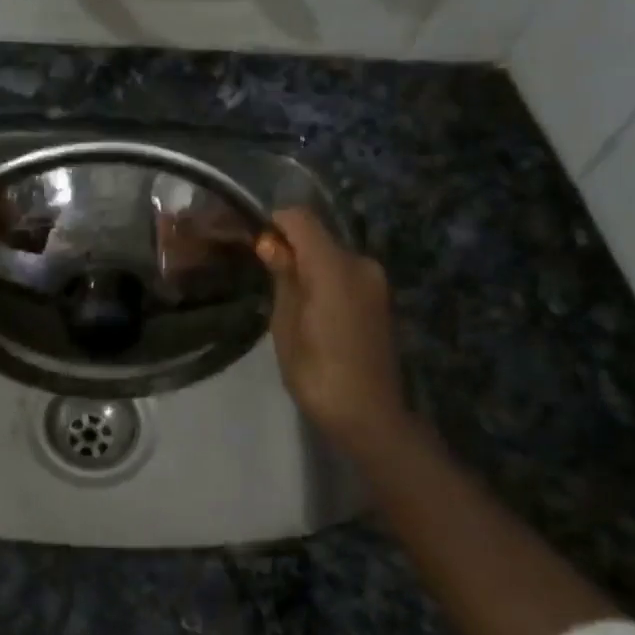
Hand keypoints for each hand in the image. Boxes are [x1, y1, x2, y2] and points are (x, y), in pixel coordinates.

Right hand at [256, 208, 415, 455]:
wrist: (369, 414)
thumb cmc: (317, 373)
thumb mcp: (286, 325)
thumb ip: (283, 277)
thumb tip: (271, 243)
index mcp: (334, 267)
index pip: (301, 219)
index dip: (274, 223)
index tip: (254, 244)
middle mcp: (360, 263)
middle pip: (318, 236)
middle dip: (290, 246)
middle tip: (264, 275)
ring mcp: (375, 281)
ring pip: (332, 255)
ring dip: (308, 264)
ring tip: (286, 297)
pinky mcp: (380, 298)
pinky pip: (345, 273)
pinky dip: (325, 279)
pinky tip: (312, 310)